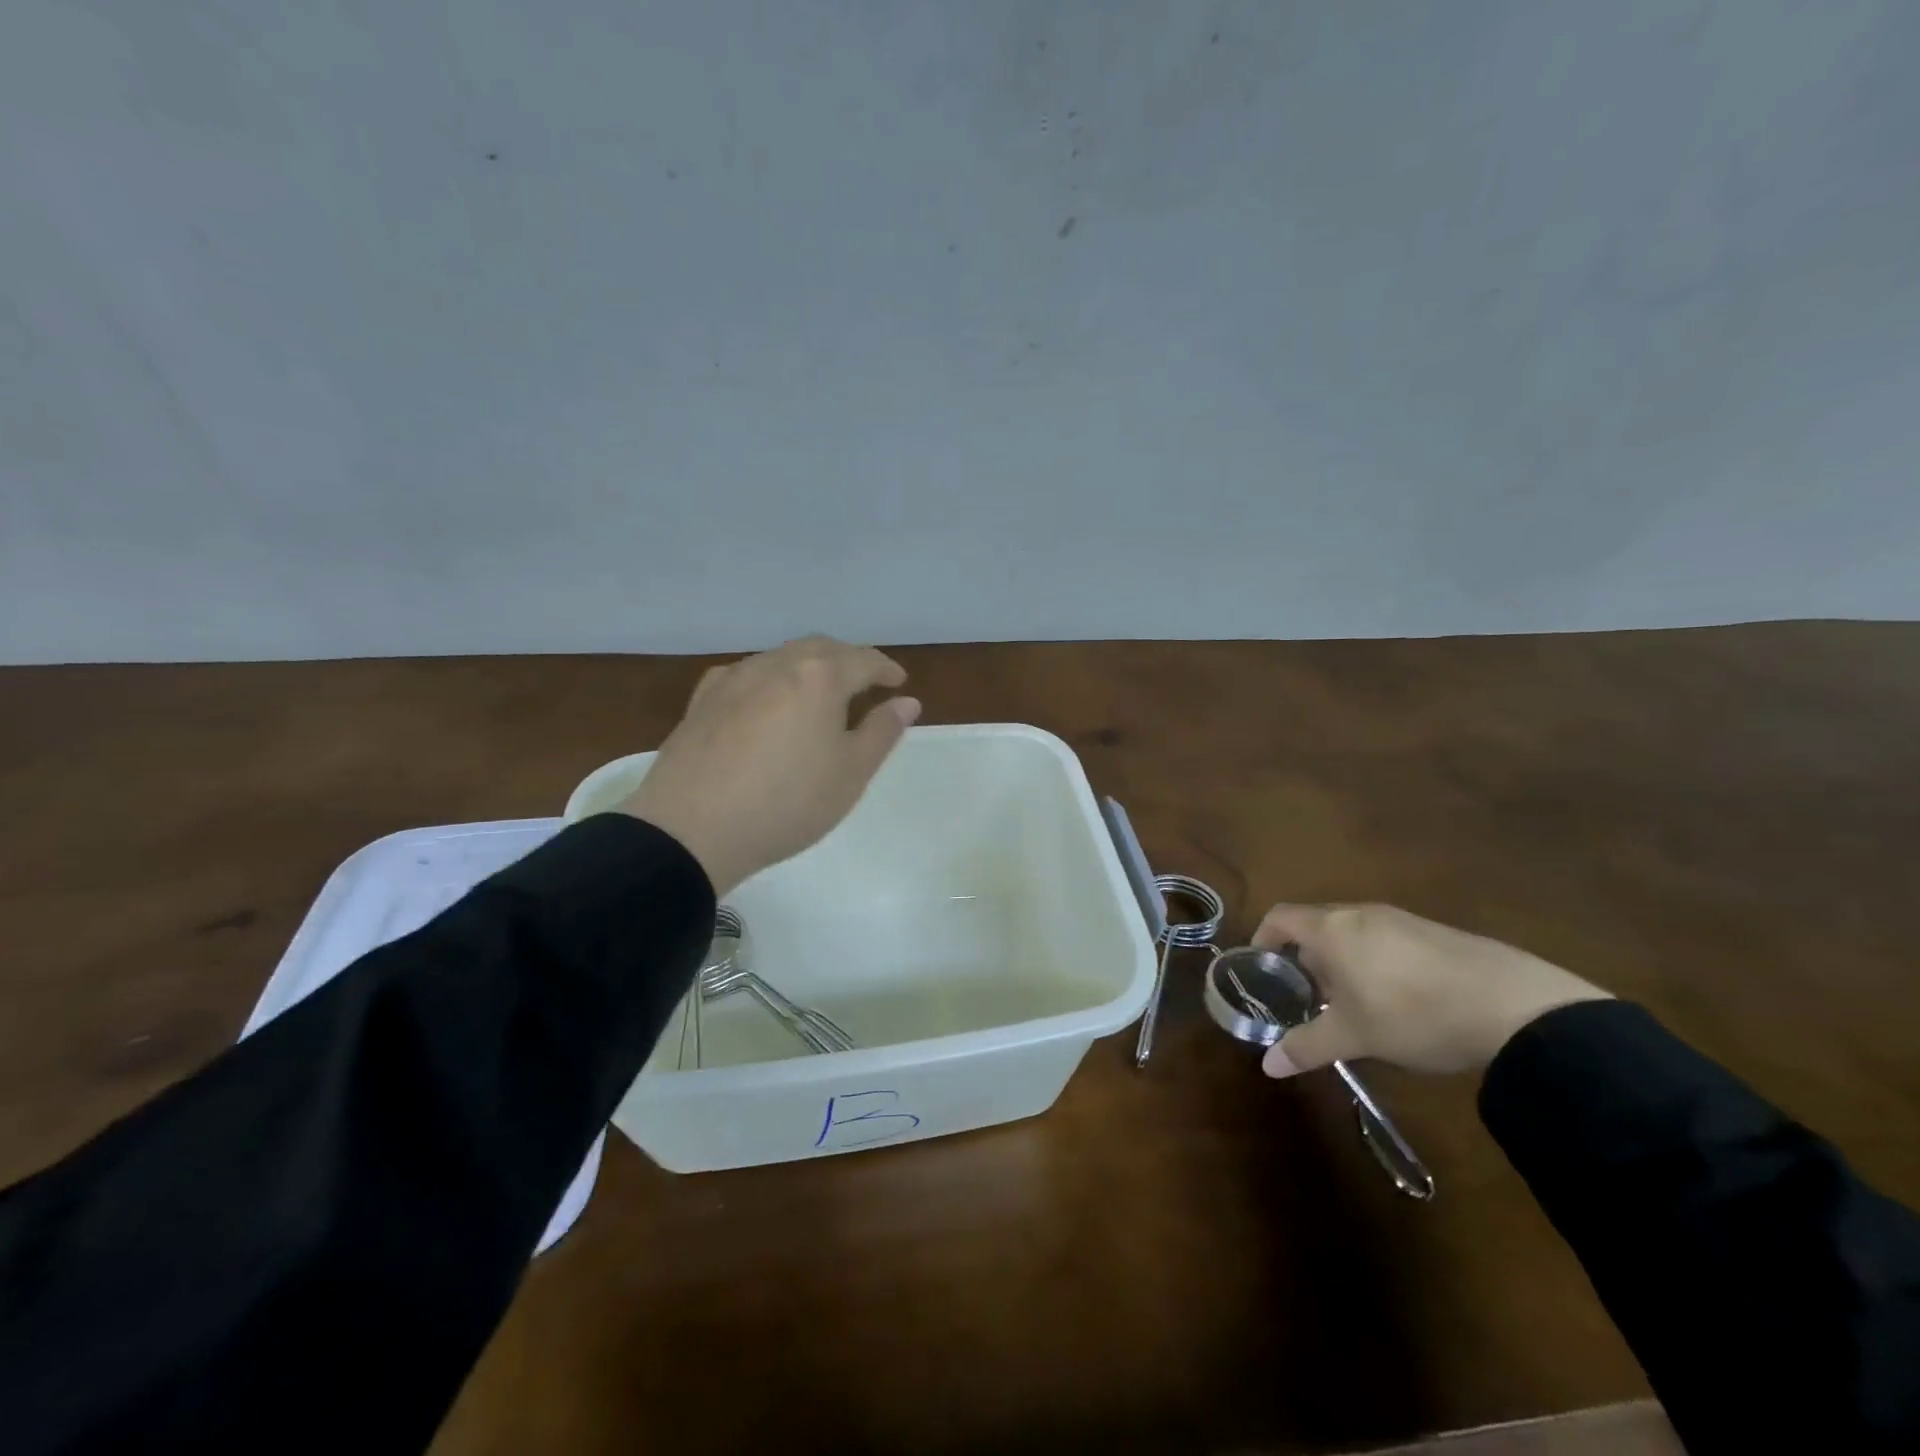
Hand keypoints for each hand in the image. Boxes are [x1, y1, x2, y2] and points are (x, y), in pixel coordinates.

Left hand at [620, 636, 920, 894]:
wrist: (692, 829)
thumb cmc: (787, 802)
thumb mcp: (850, 773)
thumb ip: (881, 732)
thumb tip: (907, 702)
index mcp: (818, 677)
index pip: (862, 660)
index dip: (885, 669)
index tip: (899, 682)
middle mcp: (776, 665)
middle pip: (820, 649)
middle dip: (847, 660)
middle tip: (863, 683)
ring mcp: (733, 679)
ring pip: (780, 658)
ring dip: (807, 668)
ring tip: (818, 695)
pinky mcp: (702, 701)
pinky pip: (746, 676)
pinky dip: (770, 681)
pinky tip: (765, 703)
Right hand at [1250, 903, 1610, 1077]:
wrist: (1515, 1006)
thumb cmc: (1413, 1012)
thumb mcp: (1355, 1036)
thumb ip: (1307, 1046)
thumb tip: (1267, 1066)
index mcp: (1332, 928)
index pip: (1280, 917)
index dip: (1263, 938)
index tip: (1261, 968)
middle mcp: (1361, 913)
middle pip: (1316, 924)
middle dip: (1305, 958)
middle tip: (1308, 997)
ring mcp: (1401, 919)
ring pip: (1353, 932)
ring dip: (1342, 961)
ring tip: (1353, 1003)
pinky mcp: (1435, 932)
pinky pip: (1387, 939)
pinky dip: (1376, 961)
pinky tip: (1399, 1000)